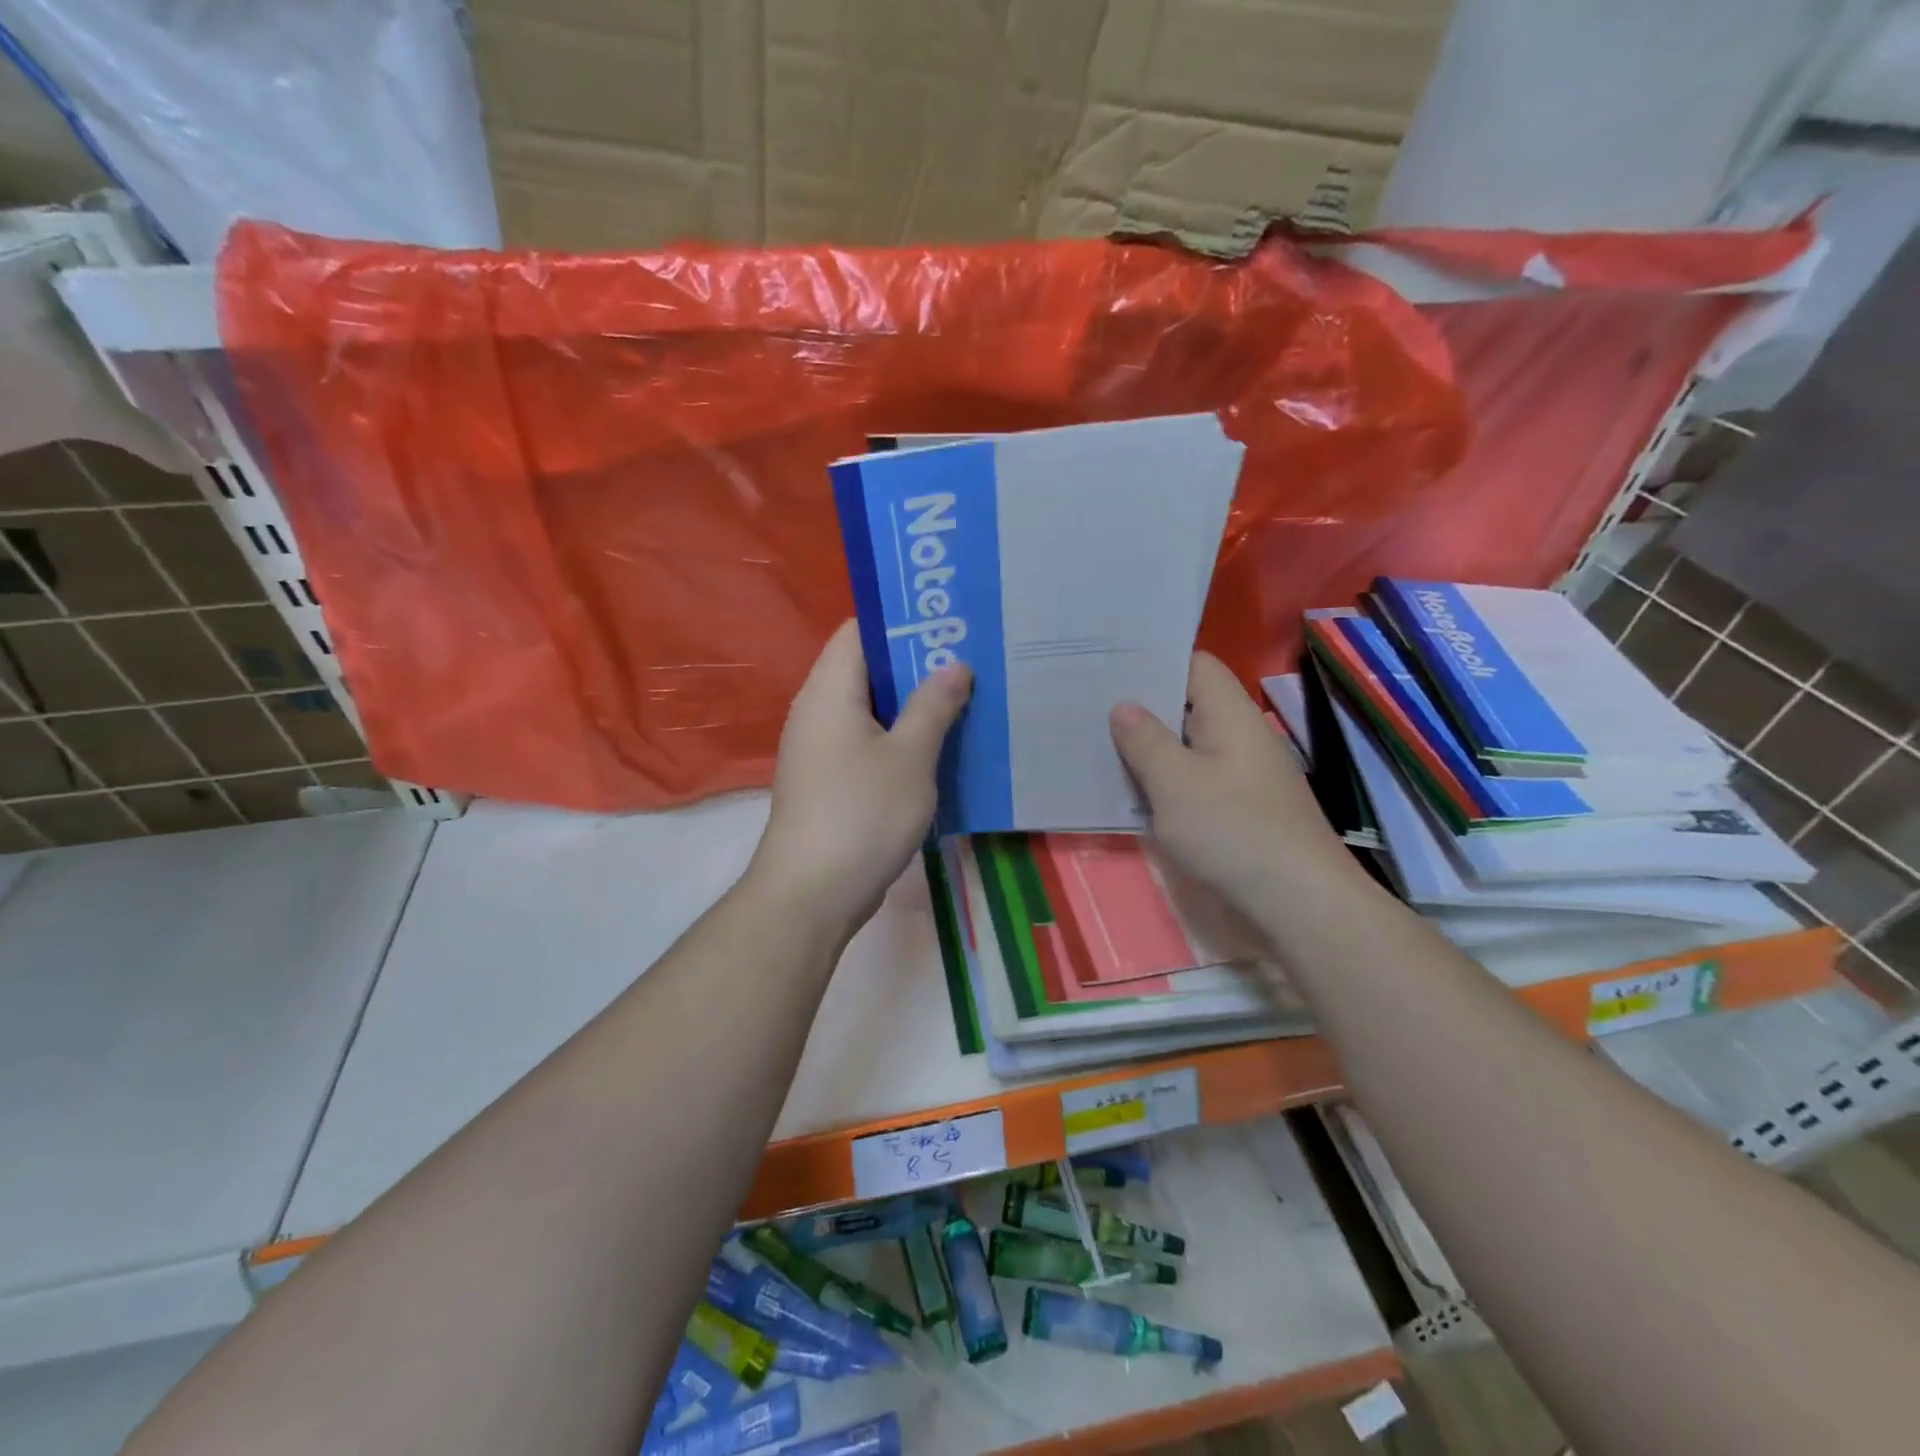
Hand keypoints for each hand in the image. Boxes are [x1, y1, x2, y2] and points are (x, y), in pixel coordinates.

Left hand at [750, 620, 971, 940]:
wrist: (812, 894)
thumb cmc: (862, 814)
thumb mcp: (910, 756)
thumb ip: (934, 705)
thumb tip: (954, 665)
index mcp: (829, 691)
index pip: (859, 631)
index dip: (901, 621)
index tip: (948, 621)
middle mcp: (817, 711)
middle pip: (867, 669)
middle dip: (916, 664)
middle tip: (968, 659)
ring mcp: (820, 749)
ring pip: (870, 709)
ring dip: (912, 705)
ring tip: (963, 698)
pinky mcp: (829, 781)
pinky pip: (867, 742)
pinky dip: (899, 738)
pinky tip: (938, 747)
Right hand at [1109, 653, 1348, 915]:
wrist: (1299, 902)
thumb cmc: (1233, 831)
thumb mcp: (1175, 783)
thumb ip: (1145, 741)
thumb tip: (1124, 706)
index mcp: (1231, 715)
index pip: (1195, 665)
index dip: (1154, 661)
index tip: (1109, 668)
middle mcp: (1240, 736)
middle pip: (1189, 704)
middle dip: (1142, 707)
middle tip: (1089, 706)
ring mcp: (1242, 774)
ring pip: (1189, 745)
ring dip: (1150, 748)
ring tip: (1098, 744)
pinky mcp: (1240, 809)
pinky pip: (1196, 779)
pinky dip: (1166, 780)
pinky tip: (1133, 792)